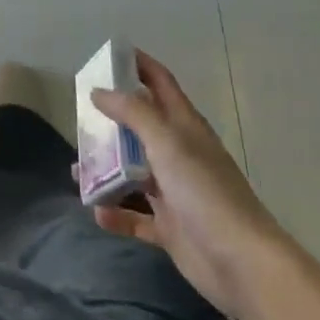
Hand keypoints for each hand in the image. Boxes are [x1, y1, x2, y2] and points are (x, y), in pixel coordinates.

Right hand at [90, 51, 292, 319]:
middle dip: (110, 121)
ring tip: (77, 171)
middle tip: (78, 117)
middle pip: (140, 127)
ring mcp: (175, 192)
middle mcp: (179, 154)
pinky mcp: (170, 227)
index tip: (108, 54)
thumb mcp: (167, 142)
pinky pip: (135, 216)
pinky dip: (116, 213)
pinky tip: (97, 211)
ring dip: (105, 170)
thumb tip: (99, 91)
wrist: (242, 264)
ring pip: (132, 172)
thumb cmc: (205, 192)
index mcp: (184, 127)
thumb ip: (132, 114)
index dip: (138, 64)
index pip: (160, 83)